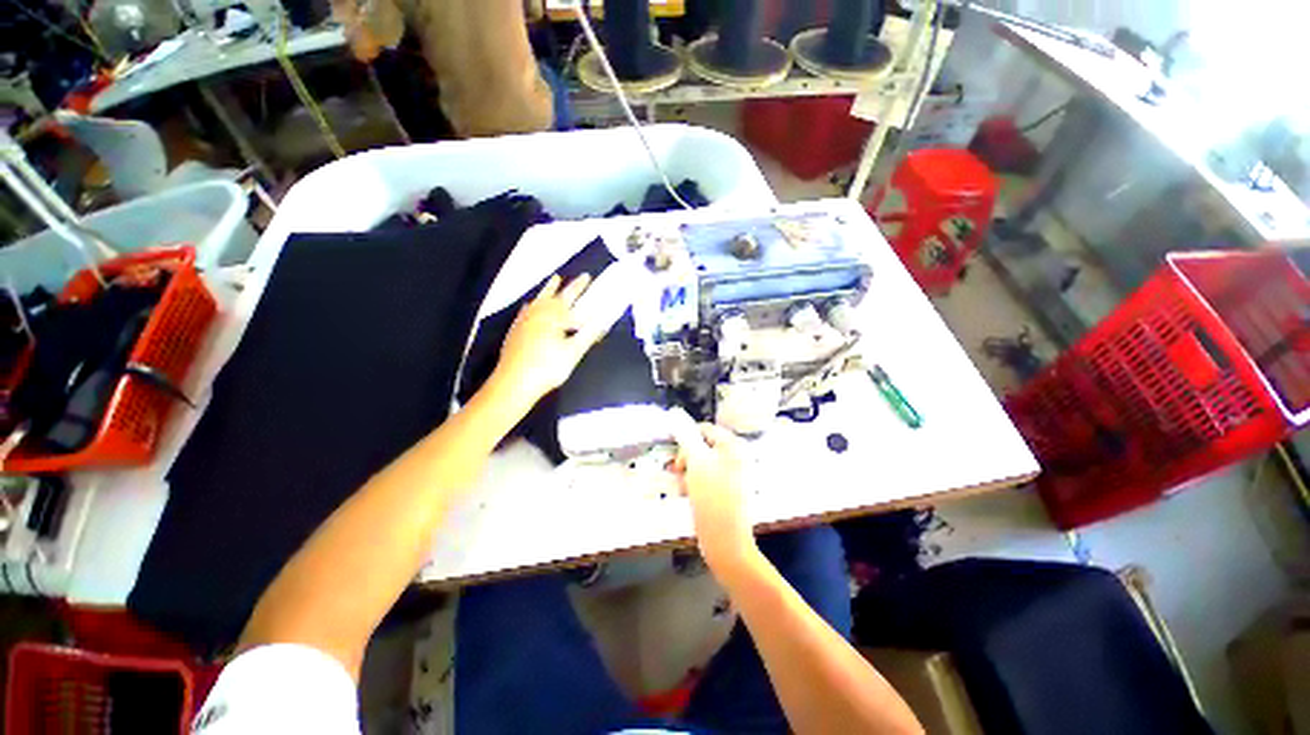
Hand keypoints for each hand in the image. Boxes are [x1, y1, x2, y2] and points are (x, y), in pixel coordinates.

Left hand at [492, 274, 601, 411]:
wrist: (514, 383)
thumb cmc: (548, 367)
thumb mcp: (574, 352)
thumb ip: (590, 333)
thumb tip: (605, 318)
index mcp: (554, 316)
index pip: (570, 297)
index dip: (580, 286)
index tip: (587, 276)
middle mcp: (538, 314)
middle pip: (552, 295)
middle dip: (562, 285)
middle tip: (569, 276)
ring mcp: (524, 321)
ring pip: (538, 300)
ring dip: (546, 291)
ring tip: (552, 281)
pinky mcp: (515, 331)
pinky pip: (526, 311)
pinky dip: (532, 305)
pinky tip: (530, 306)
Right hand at [671, 418, 757, 571]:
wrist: (726, 541)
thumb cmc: (711, 496)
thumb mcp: (696, 461)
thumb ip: (686, 435)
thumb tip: (675, 413)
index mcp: (734, 446)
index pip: (704, 429)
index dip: (687, 439)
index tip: (675, 456)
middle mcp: (736, 457)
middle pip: (702, 446)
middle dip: (686, 458)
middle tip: (677, 472)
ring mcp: (733, 475)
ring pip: (701, 464)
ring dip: (687, 472)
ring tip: (681, 487)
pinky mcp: (727, 491)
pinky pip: (706, 479)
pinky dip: (694, 483)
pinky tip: (687, 495)